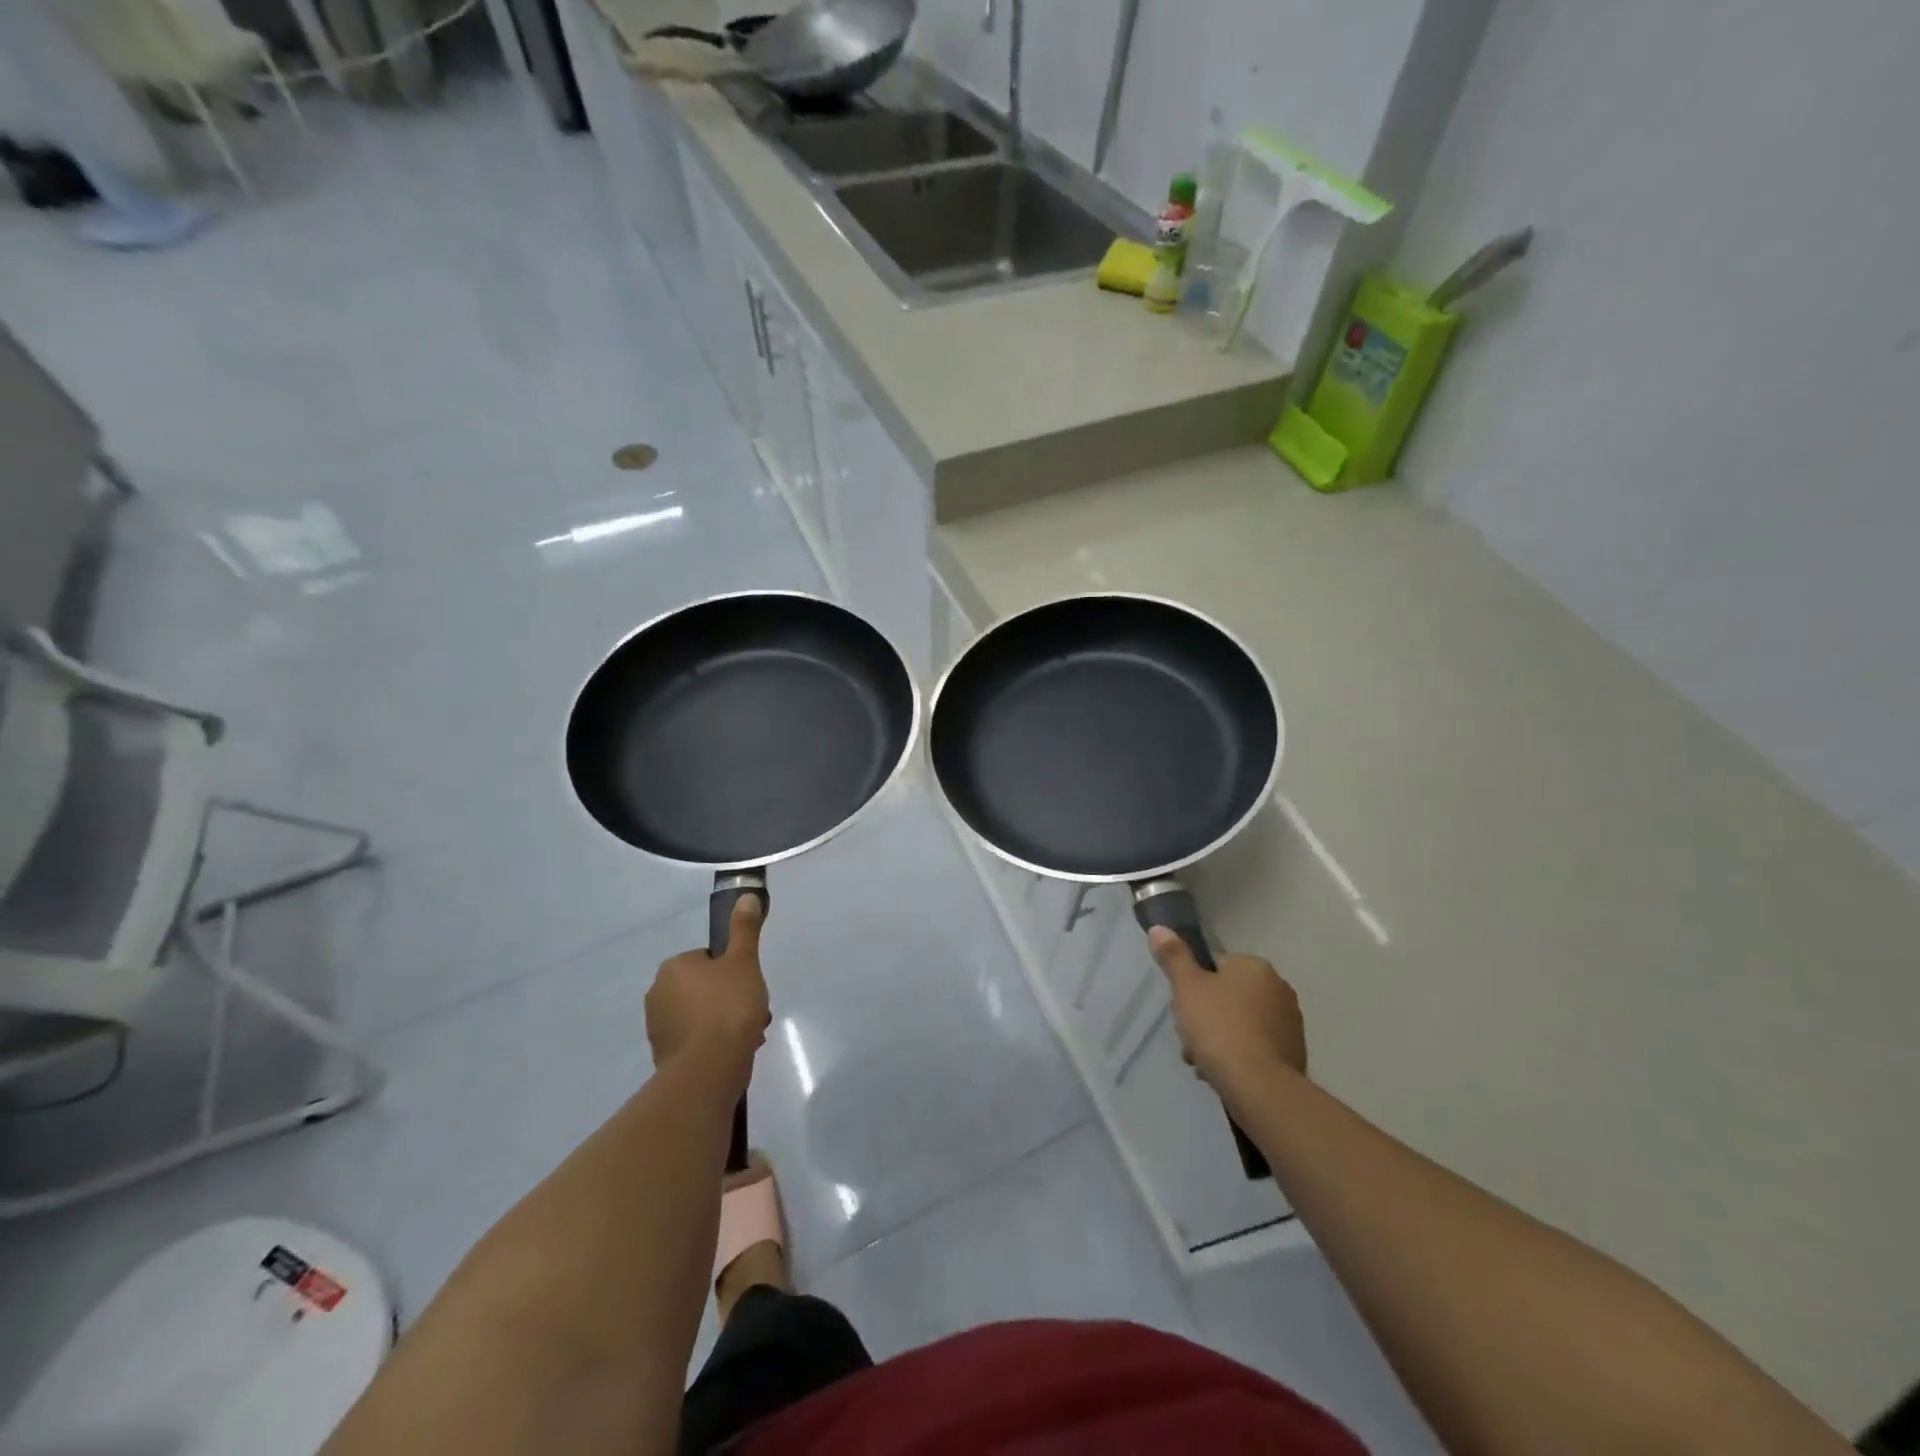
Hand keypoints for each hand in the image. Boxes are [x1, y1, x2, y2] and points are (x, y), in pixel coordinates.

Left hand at [646, 896, 769, 1073]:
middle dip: (730, 998)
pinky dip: (714, 1043)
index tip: (750, 984)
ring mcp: (658, 1027)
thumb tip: (747, 895)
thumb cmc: (728, 1006)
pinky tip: (735, 1051)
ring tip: (750, 1035)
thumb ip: (744, 928)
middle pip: (705, 987)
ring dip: (724, 1022)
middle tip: (754, 1010)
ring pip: (701, 1015)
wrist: (709, 1068)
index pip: (708, 959)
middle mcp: (658, 993)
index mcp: (674, 967)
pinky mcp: (663, 1056)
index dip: (733, 970)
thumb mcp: (744, 961)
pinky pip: (695, 1040)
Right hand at [1148, 929, 1306, 1095]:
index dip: (1193, 986)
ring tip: (1202, 1062)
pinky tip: (1222, 1073)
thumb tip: (1159, 928)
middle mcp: (1278, 988)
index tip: (1182, 1009)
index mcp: (1255, 967)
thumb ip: (1173, 956)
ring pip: (1239, 1023)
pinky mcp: (1293, 1054)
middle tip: (1189, 1038)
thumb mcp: (1187, 988)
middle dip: (1204, 1016)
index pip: (1215, 966)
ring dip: (1218, 1038)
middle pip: (1227, 995)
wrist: (1261, 1088)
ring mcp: (1290, 1023)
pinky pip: (1255, 1046)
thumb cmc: (1220, 1028)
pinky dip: (1238, 1055)